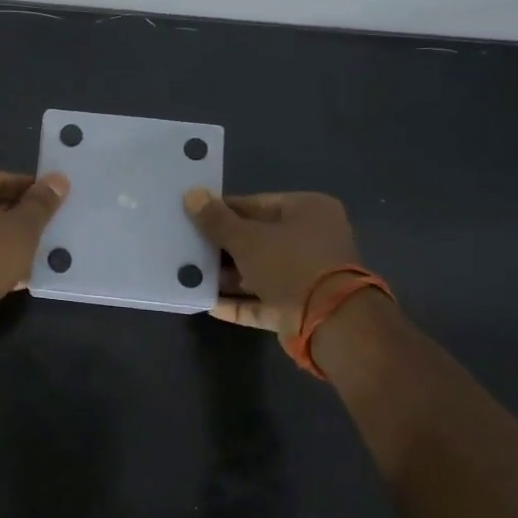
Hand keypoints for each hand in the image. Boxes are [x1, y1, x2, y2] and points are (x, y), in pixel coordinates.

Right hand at [182, 188, 360, 335]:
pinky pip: (262, 301)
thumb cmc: (290, 264)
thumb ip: (217, 220)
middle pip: (257, 239)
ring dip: (226, 276)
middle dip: (222, 246)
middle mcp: (312, 240)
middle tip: (186, 246)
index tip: (193, 216)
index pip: (257, 204)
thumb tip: (191, 194)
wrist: (331, 323)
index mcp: (308, 211)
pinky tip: (206, 302)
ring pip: (258, 272)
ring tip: (189, 274)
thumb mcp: (246, 238)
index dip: (223, 210)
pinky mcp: (299, 308)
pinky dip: (237, 302)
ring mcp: (307, 277)